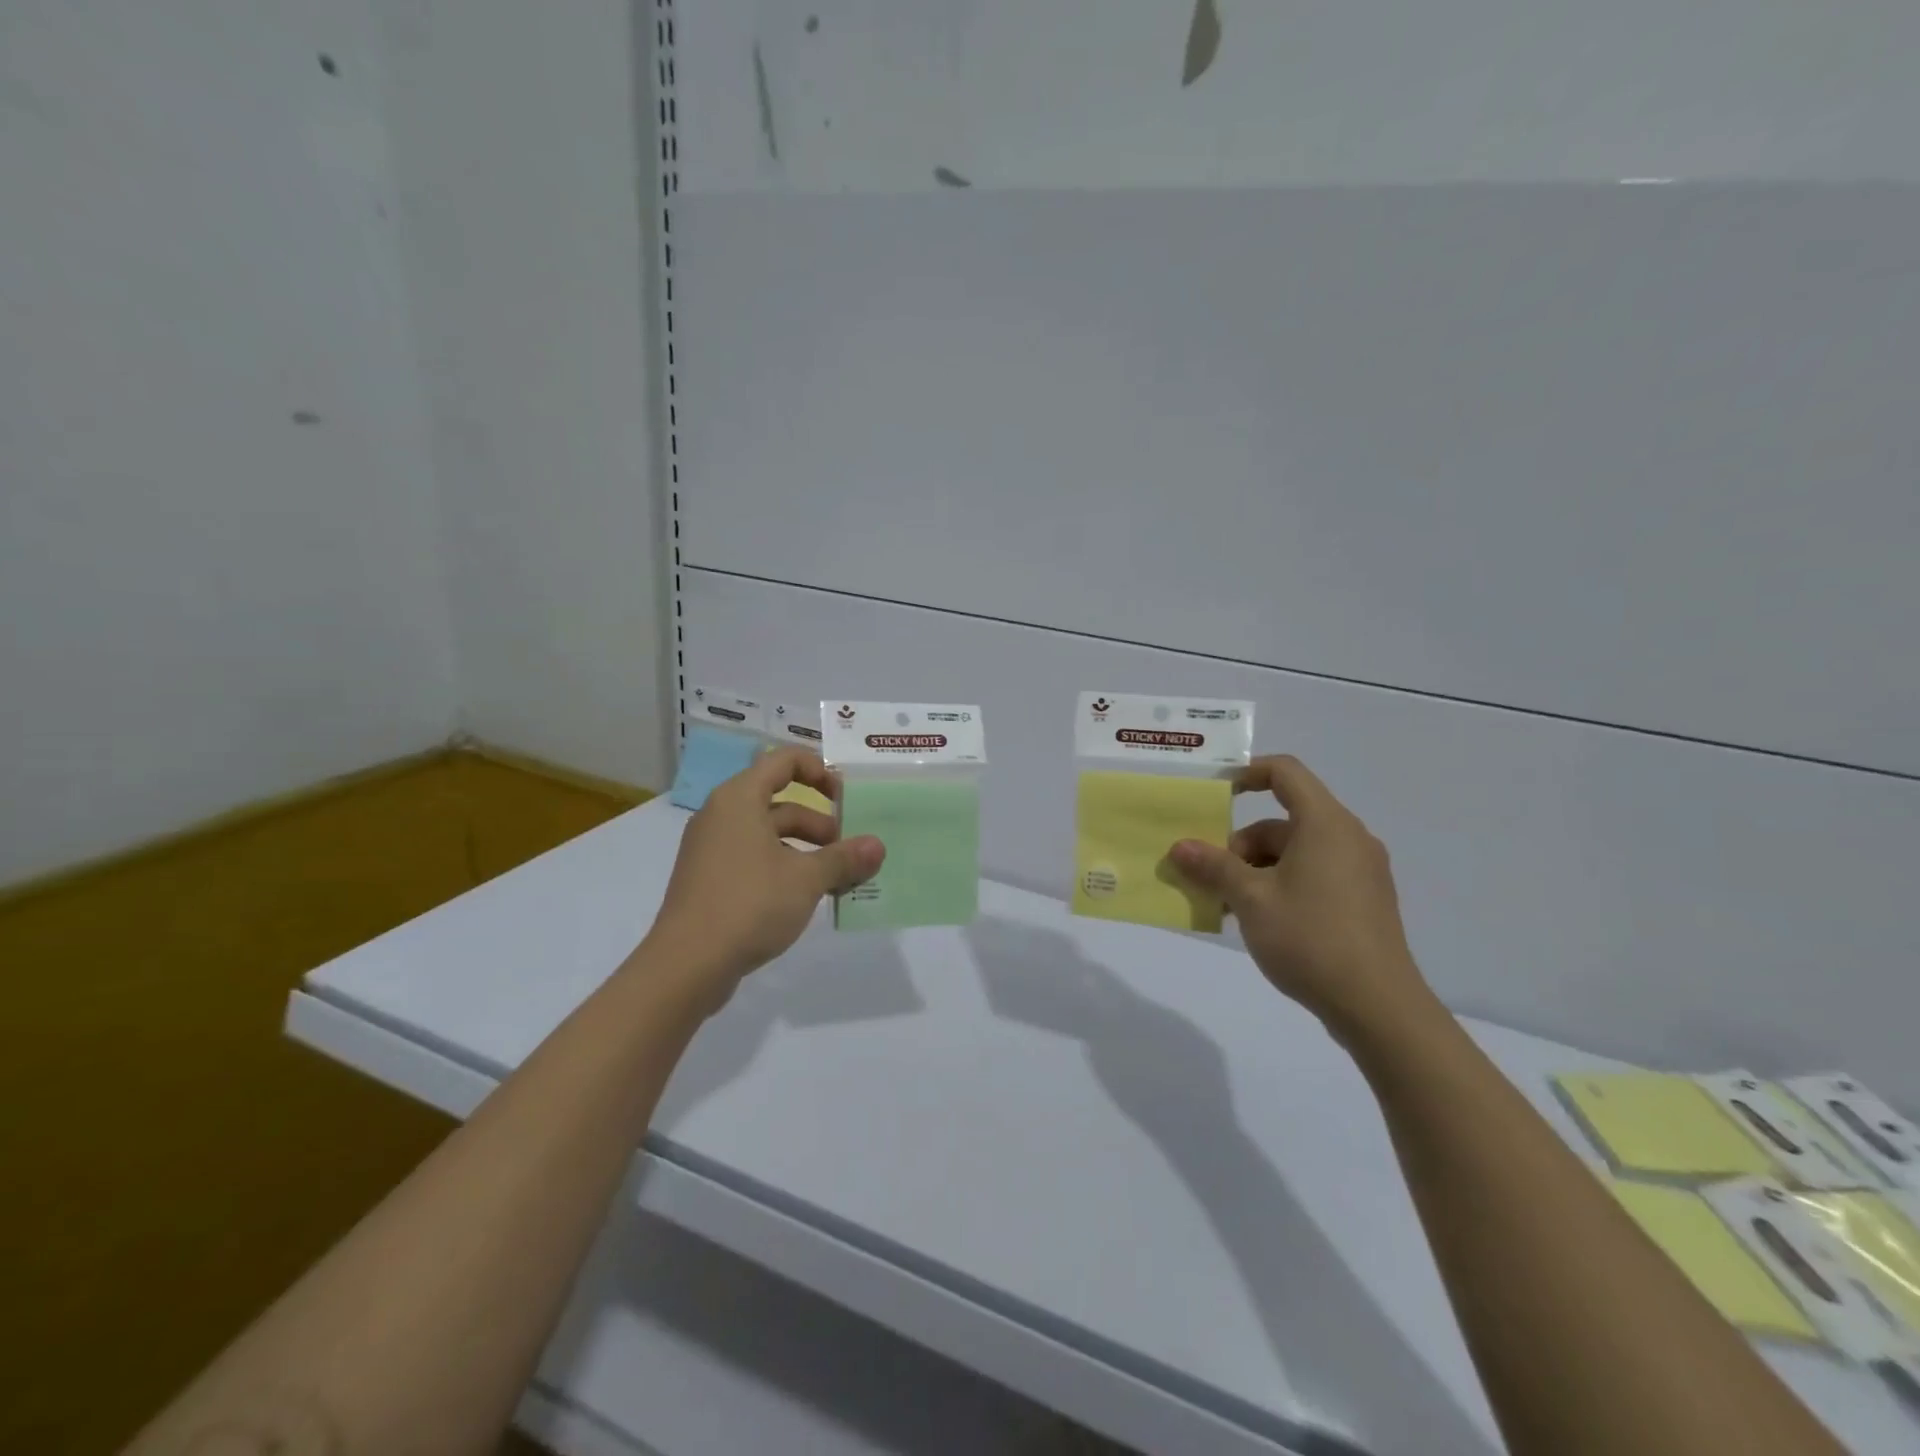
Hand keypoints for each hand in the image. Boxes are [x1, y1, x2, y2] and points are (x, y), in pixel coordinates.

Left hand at [645, 749, 883, 1003]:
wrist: (686, 965)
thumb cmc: (749, 904)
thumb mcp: (806, 879)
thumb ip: (844, 858)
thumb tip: (877, 846)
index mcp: (740, 799)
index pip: (783, 760)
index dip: (819, 771)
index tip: (846, 799)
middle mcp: (722, 815)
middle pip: (780, 801)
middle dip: (820, 823)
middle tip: (850, 850)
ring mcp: (712, 849)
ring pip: (769, 834)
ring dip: (806, 850)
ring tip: (838, 879)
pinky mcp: (710, 880)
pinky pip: (754, 859)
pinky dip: (784, 868)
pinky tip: (807, 898)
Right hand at [1168, 755, 1434, 1040]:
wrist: (1378, 1007)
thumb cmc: (1311, 939)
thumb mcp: (1250, 899)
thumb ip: (1213, 867)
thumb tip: (1180, 847)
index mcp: (1325, 824)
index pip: (1285, 772)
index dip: (1246, 773)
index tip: (1214, 795)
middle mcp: (1348, 838)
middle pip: (1282, 821)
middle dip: (1240, 845)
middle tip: (1211, 878)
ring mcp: (1360, 871)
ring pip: (1295, 852)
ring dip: (1255, 871)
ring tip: (1228, 907)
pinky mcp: (1363, 901)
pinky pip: (1313, 875)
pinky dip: (1280, 885)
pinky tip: (1258, 920)